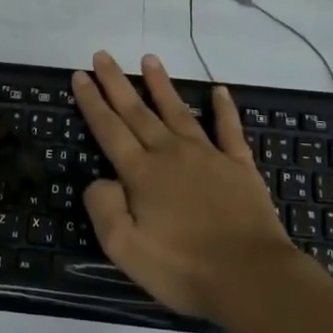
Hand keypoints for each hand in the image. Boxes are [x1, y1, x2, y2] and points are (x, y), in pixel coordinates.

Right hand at [73, 52, 298, 323]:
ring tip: (149, 58)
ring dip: (161, 84)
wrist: (251, 277)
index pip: (109, 129)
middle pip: (138, 111)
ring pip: (178, 111)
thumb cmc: (183, 268)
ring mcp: (208, 156)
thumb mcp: (125, 249)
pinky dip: (224, 108)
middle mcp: (171, 154)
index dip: (92, 102)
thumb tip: (99, 180)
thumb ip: (104, 208)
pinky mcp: (239, 166)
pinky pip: (229, 129)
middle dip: (117, 83)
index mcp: (141, 173)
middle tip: (103, 55)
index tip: (81, 75)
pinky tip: (219, 90)